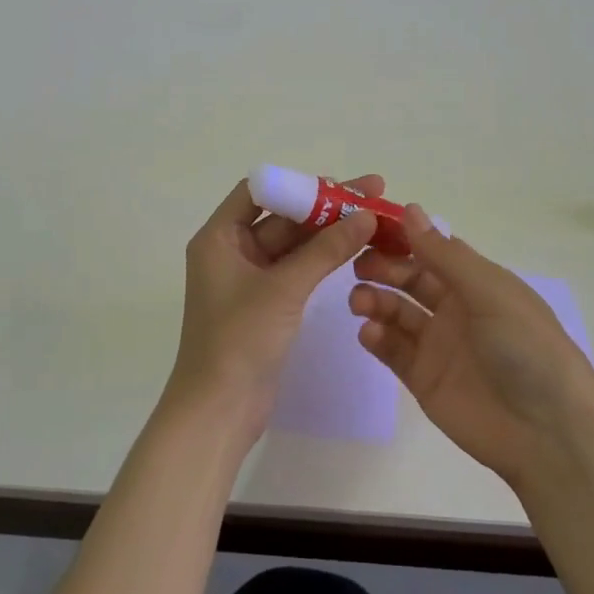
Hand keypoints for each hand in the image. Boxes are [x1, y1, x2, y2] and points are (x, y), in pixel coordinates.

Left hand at [165, 175, 380, 449]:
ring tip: (374, 218)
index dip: (299, 184)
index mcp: (219, 237)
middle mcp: (231, 250)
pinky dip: (323, 258)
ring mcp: (249, 278)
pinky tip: (355, 247)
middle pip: (281, 215)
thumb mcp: (284, 288)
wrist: (219, 409)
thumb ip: (325, 250)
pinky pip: (296, 268)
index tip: (339, 184)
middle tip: (372, 193)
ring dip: (329, 232)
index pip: (259, 191)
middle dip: (325, 205)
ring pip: (293, 243)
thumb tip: (366, 215)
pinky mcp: (266, 302)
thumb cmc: (239, 339)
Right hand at [350, 205, 593, 487]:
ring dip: (375, 300)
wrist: (548, 435)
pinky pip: (393, 350)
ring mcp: (438, 345)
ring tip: (359, 301)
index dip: (403, 237)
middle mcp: (457, 309)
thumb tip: (409, 209)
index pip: (434, 250)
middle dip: (383, 268)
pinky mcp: (424, 378)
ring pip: (396, 312)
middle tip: (359, 266)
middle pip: (410, 279)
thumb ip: (444, 255)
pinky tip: (369, 332)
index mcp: (479, 283)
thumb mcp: (490, 292)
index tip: (368, 226)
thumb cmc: (527, 349)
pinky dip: (377, 337)